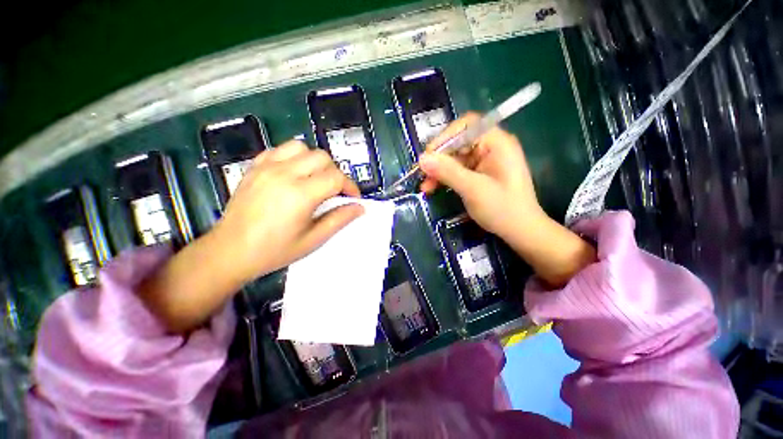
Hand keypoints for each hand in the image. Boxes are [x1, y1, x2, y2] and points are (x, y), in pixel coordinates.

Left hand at [212, 140, 363, 283]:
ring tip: (315, 179)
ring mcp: (266, 167)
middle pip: (322, 157)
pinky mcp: (255, 166)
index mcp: (300, 195)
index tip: (352, 198)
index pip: (336, 177)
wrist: (230, 251)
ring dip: (315, 161)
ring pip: (302, 147)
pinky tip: (294, 173)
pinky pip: (280, 149)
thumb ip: (339, 220)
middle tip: (334, 191)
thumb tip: (359, 208)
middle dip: (335, 173)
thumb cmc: (275, 250)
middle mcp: (284, 174)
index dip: (350, 186)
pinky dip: (294, 157)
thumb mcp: (313, 240)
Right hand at [419, 113, 544, 240]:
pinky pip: (458, 170)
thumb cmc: (502, 209)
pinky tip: (434, 187)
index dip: (445, 137)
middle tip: (422, 175)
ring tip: (425, 187)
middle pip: (458, 143)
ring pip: (455, 158)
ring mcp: (485, 161)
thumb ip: (448, 172)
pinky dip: (445, 178)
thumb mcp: (473, 189)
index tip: (429, 156)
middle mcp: (491, 147)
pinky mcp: (480, 174)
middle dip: (438, 159)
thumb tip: (421, 159)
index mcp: (497, 143)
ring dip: (439, 171)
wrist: (520, 230)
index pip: (467, 125)